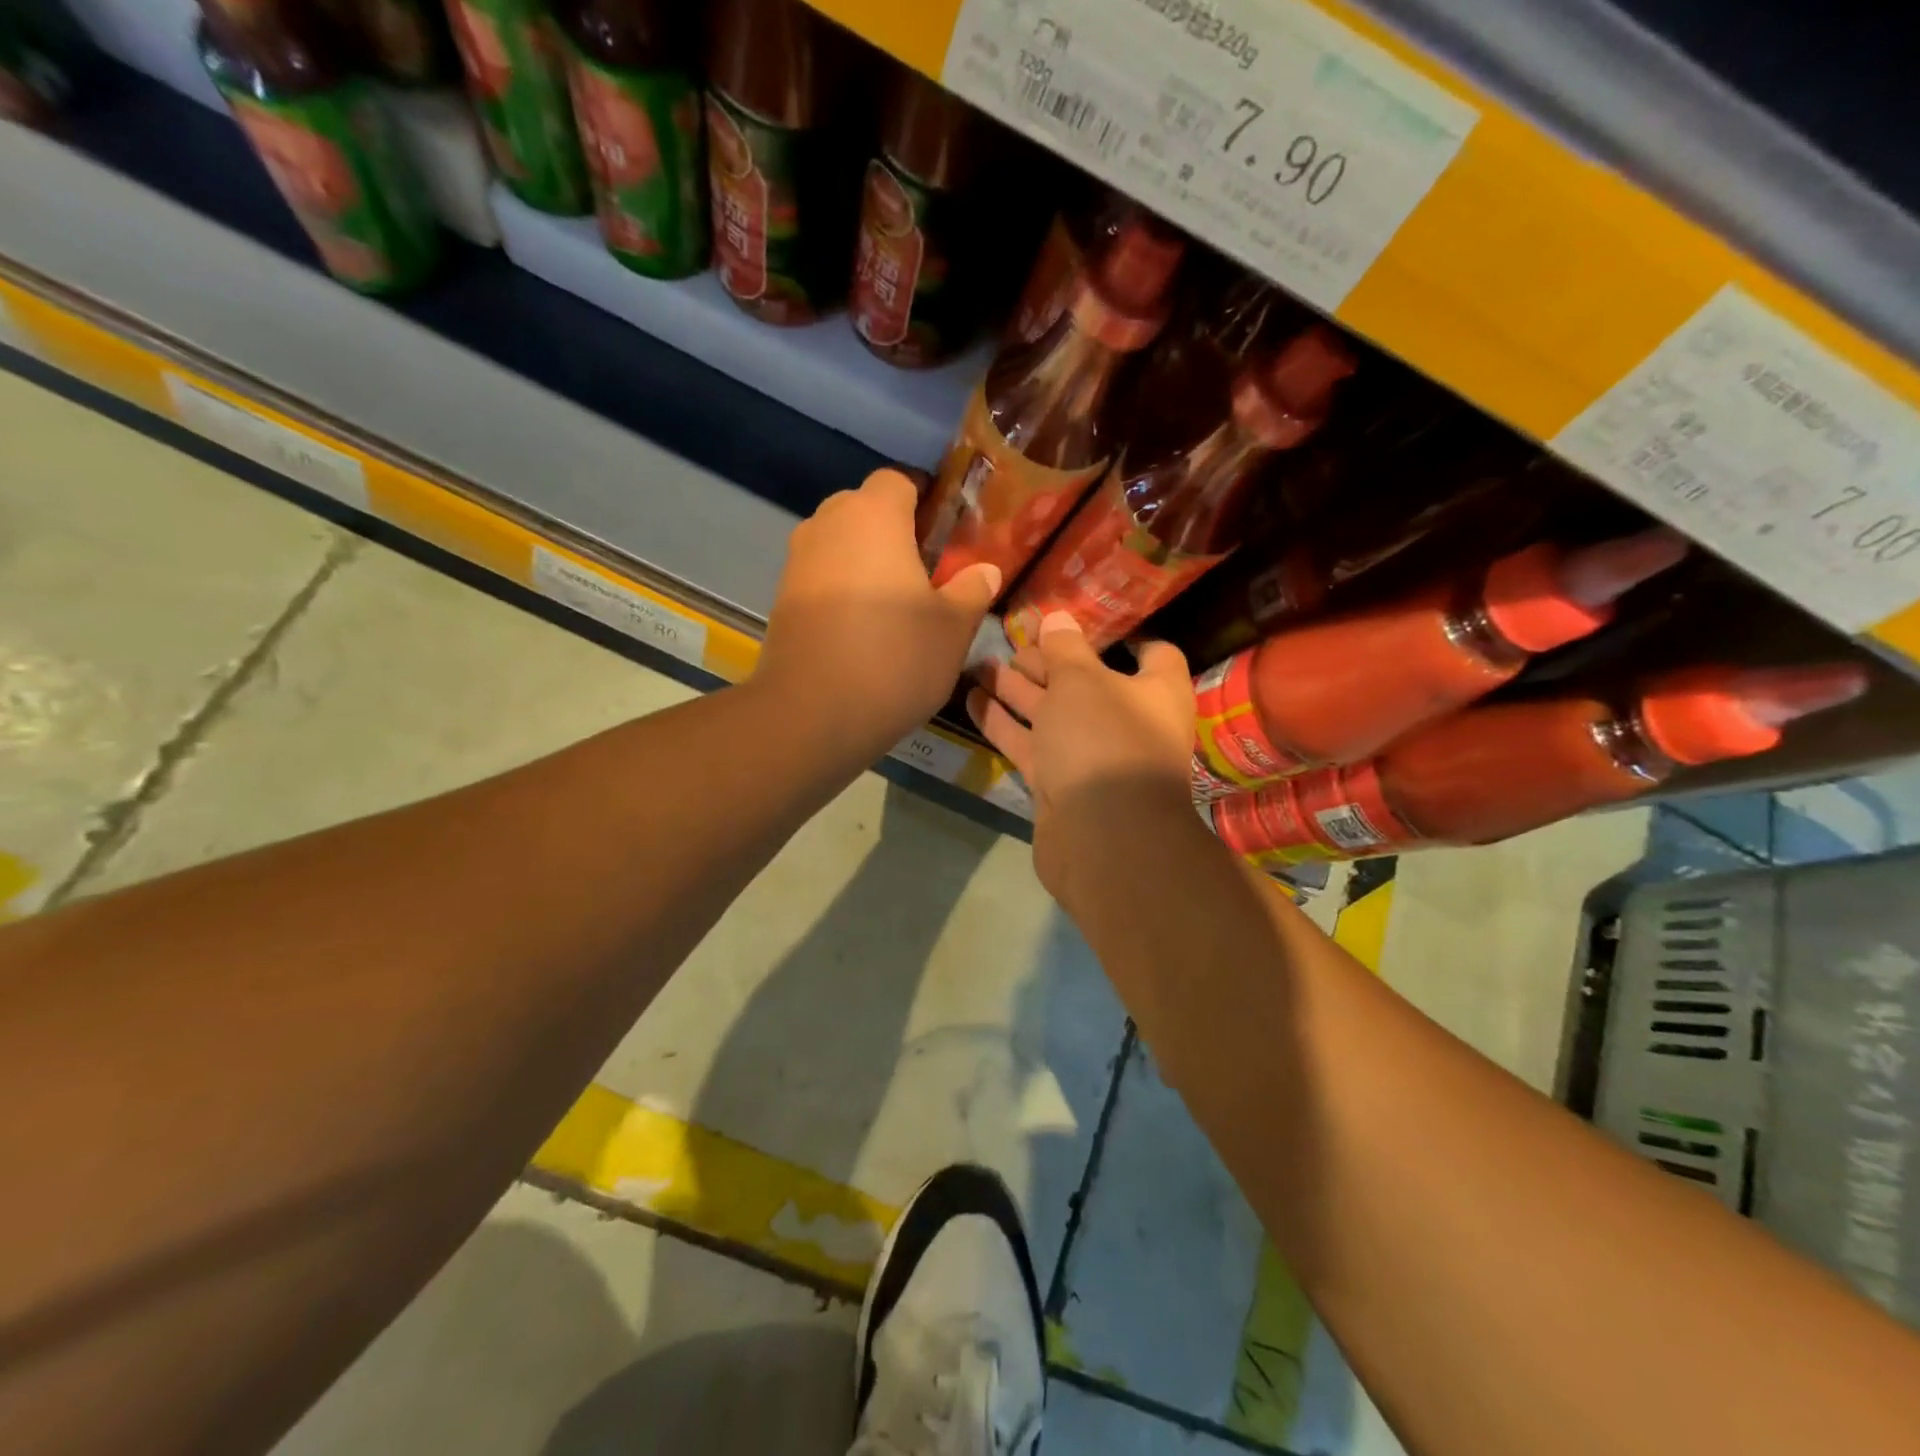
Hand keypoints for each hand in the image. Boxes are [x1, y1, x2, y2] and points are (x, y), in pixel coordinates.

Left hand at [755, 468, 1001, 760]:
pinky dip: (841, 588)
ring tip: (894, 602)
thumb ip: (972, 590)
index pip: (899, 479)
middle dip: (893, 529)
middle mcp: (828, 525)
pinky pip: (820, 576)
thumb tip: (985, 570)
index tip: (945, 529)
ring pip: (839, 543)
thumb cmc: (895, 658)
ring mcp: (798, 561)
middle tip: (925, 569)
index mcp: (874, 515)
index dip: (924, 498)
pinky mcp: (781, 598)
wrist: (812, 713)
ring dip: (865, 560)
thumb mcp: (952, 628)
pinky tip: (861, 628)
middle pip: (863, 507)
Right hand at [967, 612, 1196, 901]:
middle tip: (1010, 643)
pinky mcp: (1061, 784)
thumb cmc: (1104, 740)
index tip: (1081, 621)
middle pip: (1087, 682)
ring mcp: (1092, 757)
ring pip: (1052, 715)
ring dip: (1017, 691)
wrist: (1101, 838)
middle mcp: (1128, 722)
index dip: (1121, 635)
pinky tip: (971, 699)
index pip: (1152, 653)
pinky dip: (1003, 724)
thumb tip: (1058, 618)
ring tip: (979, 664)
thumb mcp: (1081, 681)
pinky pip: (1031, 745)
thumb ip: (1065, 648)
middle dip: (1049, 663)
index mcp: (1156, 692)